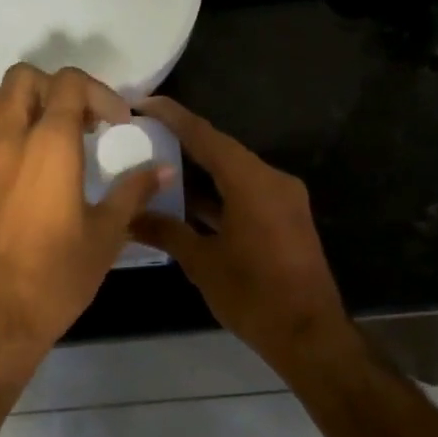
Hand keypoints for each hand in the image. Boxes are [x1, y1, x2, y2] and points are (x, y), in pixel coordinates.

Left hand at [0, 64, 170, 359]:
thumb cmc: (57, 277)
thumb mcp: (106, 235)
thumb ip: (133, 192)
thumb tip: (163, 170)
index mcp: (49, 146)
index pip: (68, 84)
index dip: (98, 93)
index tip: (115, 123)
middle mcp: (8, 139)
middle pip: (23, 78)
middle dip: (56, 88)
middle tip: (81, 122)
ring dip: (21, 103)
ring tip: (46, 135)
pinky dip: (0, 130)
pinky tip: (21, 165)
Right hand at [130, 96, 354, 372]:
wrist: (309, 334)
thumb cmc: (253, 294)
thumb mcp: (202, 262)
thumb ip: (166, 232)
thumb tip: (127, 218)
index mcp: (251, 182)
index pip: (206, 136)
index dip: (174, 117)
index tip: (143, 102)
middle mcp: (272, 180)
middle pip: (222, 151)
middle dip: (184, 142)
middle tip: (145, 135)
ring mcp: (283, 199)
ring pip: (234, 173)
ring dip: (201, 172)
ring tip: (159, 166)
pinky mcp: (286, 218)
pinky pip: (247, 193)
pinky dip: (219, 194)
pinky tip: (188, 202)